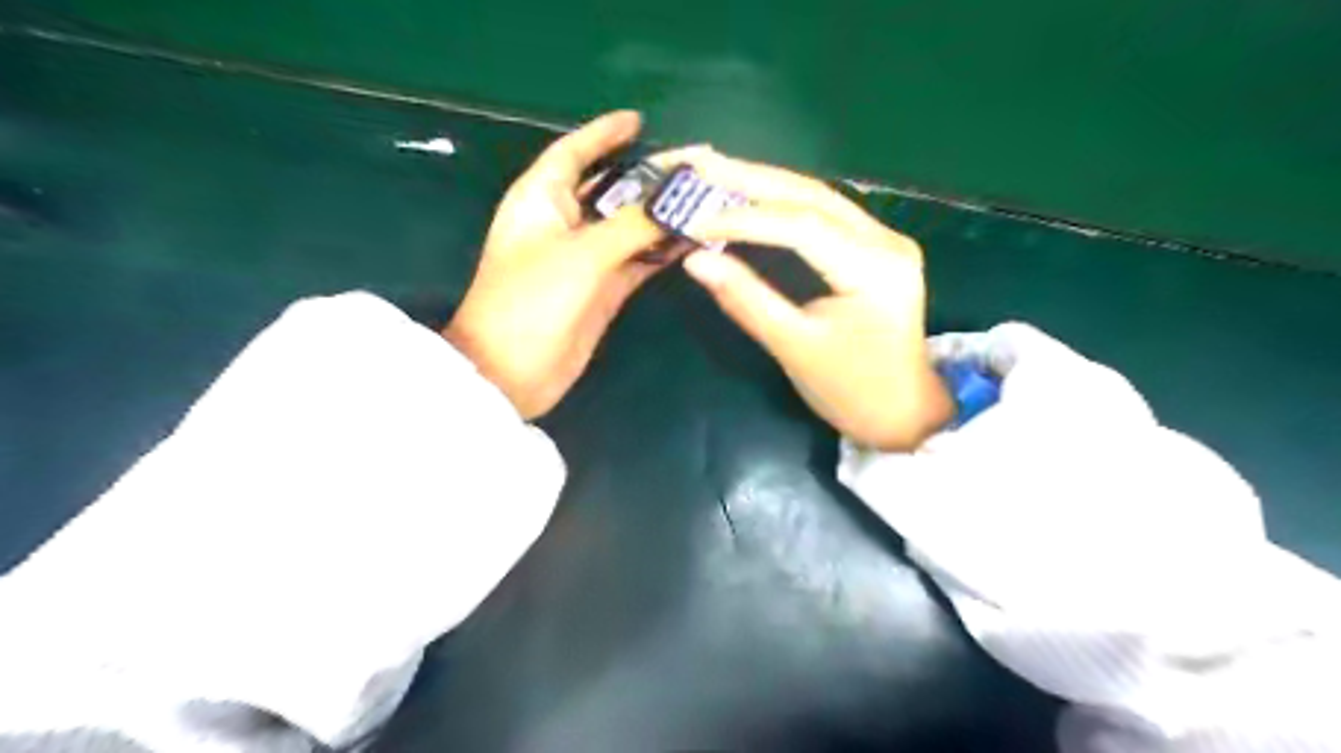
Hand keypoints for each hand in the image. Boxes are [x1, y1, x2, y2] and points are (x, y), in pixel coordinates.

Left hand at [445, 108, 665, 416]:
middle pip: (610, 189)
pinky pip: (637, 261)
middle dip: (648, 177)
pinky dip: (661, 252)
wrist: (513, 372)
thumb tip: (676, 202)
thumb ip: (632, 225)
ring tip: (705, 201)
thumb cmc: (532, 300)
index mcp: (541, 199)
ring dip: (661, 216)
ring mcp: (585, 259)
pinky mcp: (602, 290)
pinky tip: (691, 241)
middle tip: (694, 167)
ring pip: (628, 226)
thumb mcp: (582, 254)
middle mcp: (563, 223)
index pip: (574, 153)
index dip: (604, 134)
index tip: (639, 121)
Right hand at [677, 151, 946, 448]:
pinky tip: (753, 197)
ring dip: (767, 185)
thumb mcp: (794, 348)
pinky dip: (784, 204)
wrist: (902, 413)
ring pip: (819, 198)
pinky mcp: (876, 249)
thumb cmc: (850, 391)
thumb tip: (695, 260)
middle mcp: (886, 242)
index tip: (696, 223)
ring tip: (718, 173)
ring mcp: (885, 241)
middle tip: (701, 164)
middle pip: (813, 195)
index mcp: (874, 269)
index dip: (745, 220)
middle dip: (753, 179)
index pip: (802, 226)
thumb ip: (746, 299)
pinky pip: (825, 215)